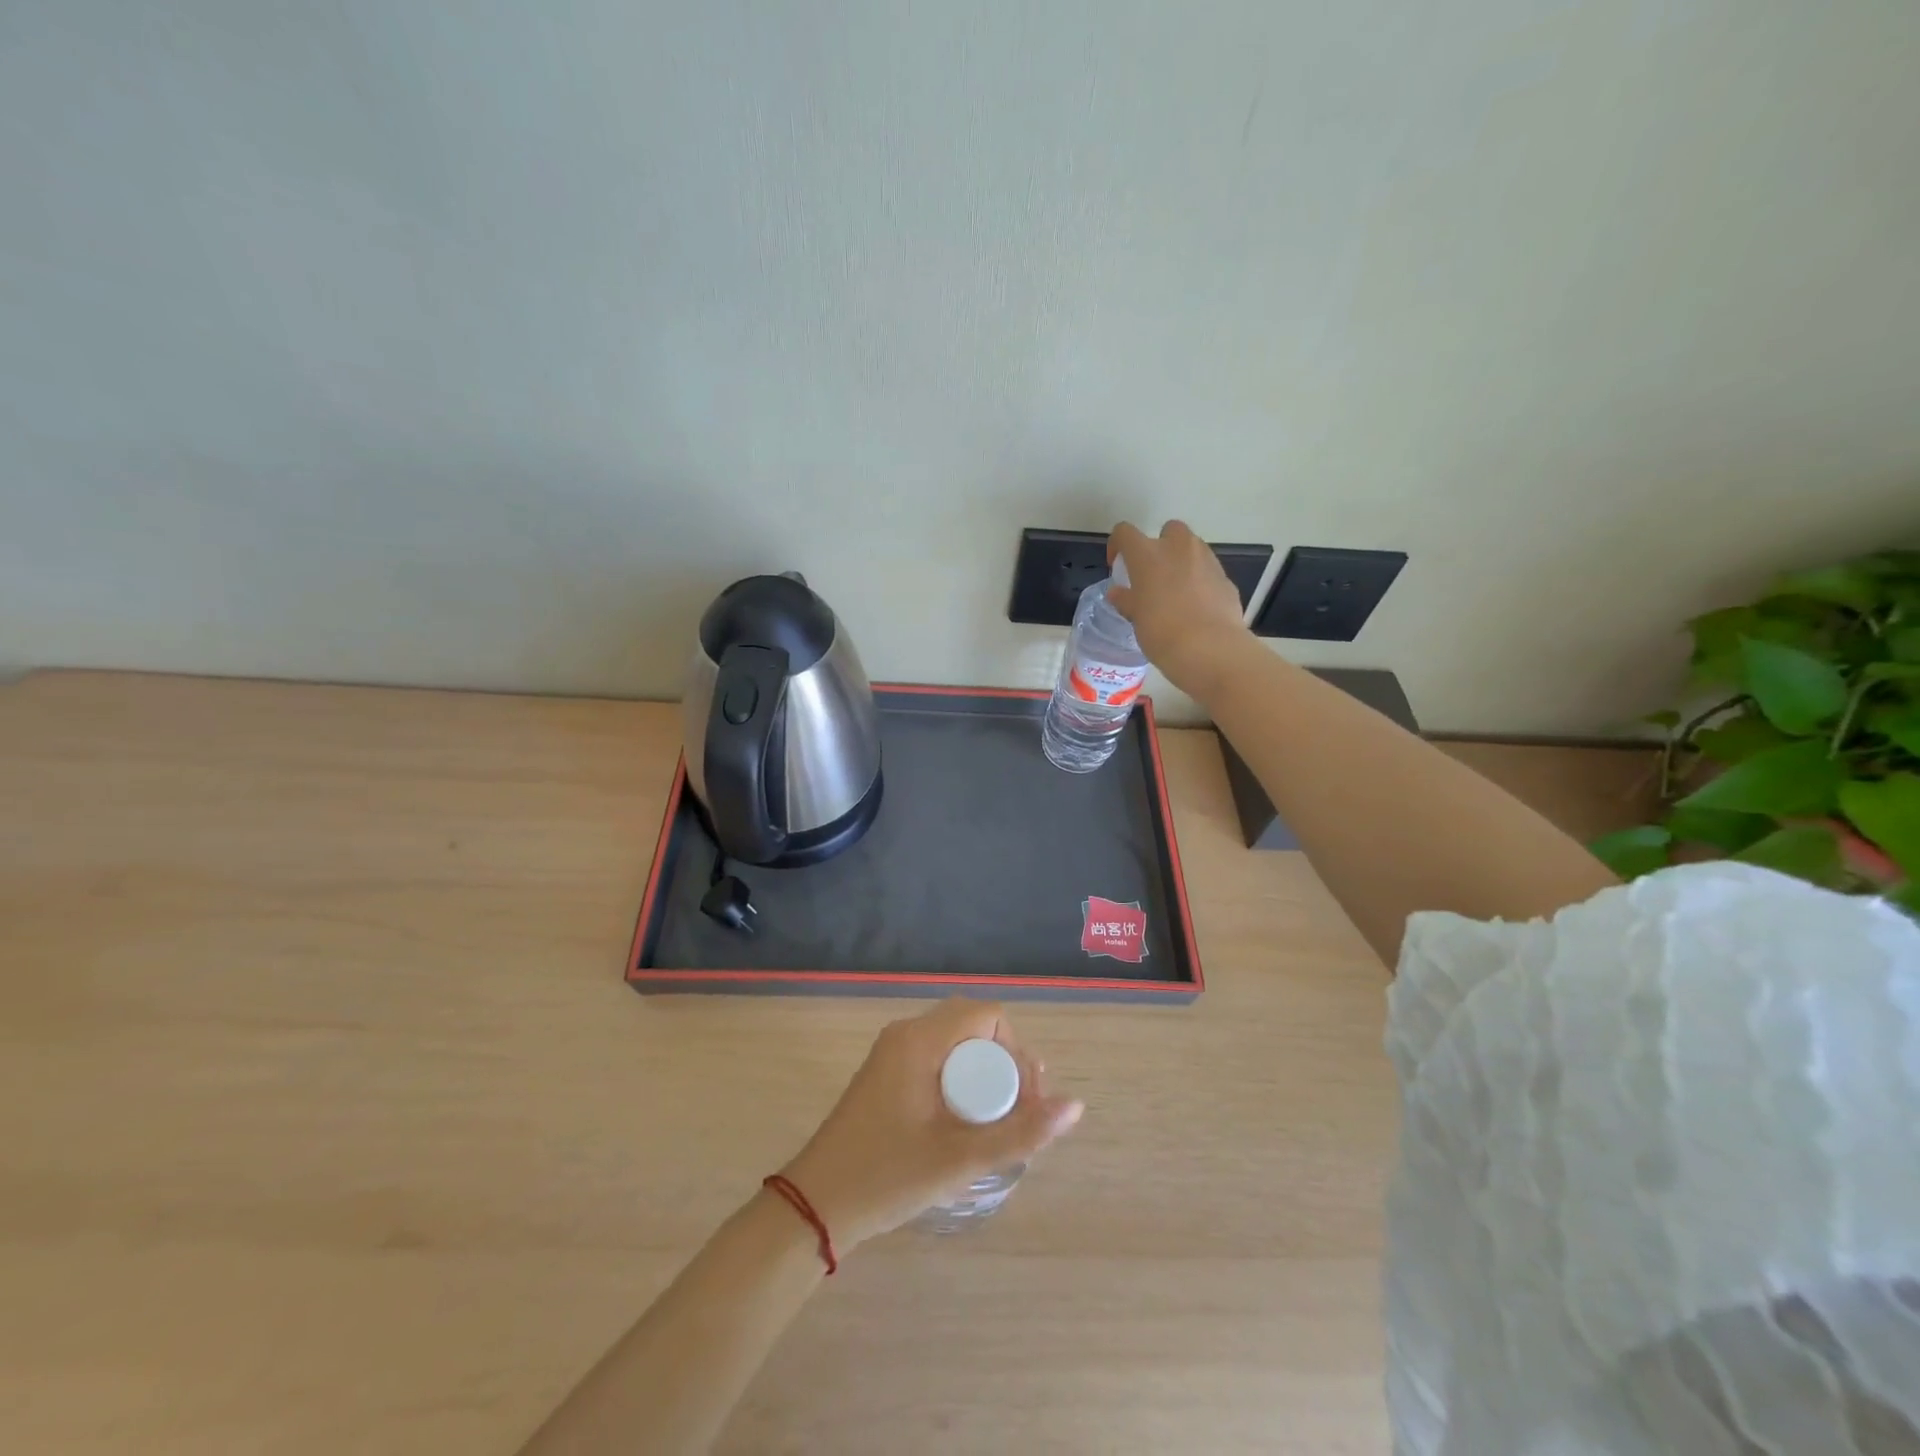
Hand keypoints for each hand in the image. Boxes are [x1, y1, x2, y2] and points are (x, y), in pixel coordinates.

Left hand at [779, 1000, 1083, 1250]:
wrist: (814, 1206)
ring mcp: (893, 1053)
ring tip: (999, 1122)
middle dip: (1005, 1063)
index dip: (1017, 1052)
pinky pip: (938, 1058)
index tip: (1026, 1101)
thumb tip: (1075, 1106)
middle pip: (974, 1026)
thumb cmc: (886, 1178)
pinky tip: (968, 1122)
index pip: (988, 1016)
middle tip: (1018, 1113)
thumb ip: (1019, 1132)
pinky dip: (962, 1080)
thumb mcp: (958, 1159)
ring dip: (984, 1073)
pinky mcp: (887, 1074)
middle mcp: (906, 1034)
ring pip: (956, 1043)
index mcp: (920, 1040)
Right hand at [1106, 520, 1254, 698]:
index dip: (1118, 545)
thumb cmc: (1161, 631)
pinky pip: (1208, 572)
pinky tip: (1196, 608)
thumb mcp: (1135, 617)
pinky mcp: (1226, 579)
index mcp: (1148, 554)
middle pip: (1168, 530)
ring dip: (1182, 562)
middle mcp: (1179, 548)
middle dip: (1161, 545)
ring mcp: (1207, 560)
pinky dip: (1200, 582)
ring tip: (1175, 593)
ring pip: (1192, 549)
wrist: (1209, 649)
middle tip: (1153, 574)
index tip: (1118, 567)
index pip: (1125, 532)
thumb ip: (1126, 600)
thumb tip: (1118, 593)